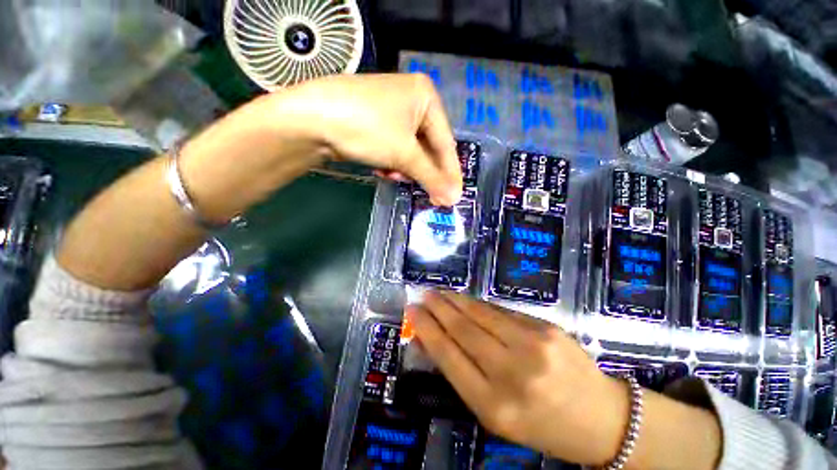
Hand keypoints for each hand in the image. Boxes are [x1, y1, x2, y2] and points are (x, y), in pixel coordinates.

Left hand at [269, 73, 462, 205]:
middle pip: (428, 147)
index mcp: (426, 96)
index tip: (454, 196)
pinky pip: (396, 148)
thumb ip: (431, 177)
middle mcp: (412, 100)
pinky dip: (393, 162)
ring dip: (406, 168)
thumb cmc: (367, 128)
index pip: (446, 142)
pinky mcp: (377, 124)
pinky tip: (384, 169)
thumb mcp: (404, 154)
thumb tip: (454, 199)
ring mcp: (392, 111)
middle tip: (431, 197)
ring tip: (395, 175)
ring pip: (411, 151)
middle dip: (424, 172)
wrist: (311, 119)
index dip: (450, 172)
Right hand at [407, 291, 629, 465]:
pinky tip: (467, 300)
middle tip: (423, 295)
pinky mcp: (546, 328)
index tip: (412, 312)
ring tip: (440, 292)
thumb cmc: (542, 424)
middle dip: (438, 308)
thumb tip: (432, 341)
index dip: (427, 330)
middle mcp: (512, 372)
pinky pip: (502, 312)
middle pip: (463, 329)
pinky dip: (479, 305)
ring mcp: (532, 345)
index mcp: (495, 406)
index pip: (449, 357)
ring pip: (481, 314)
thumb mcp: (497, 413)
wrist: (601, 418)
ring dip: (456, 300)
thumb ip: (463, 374)